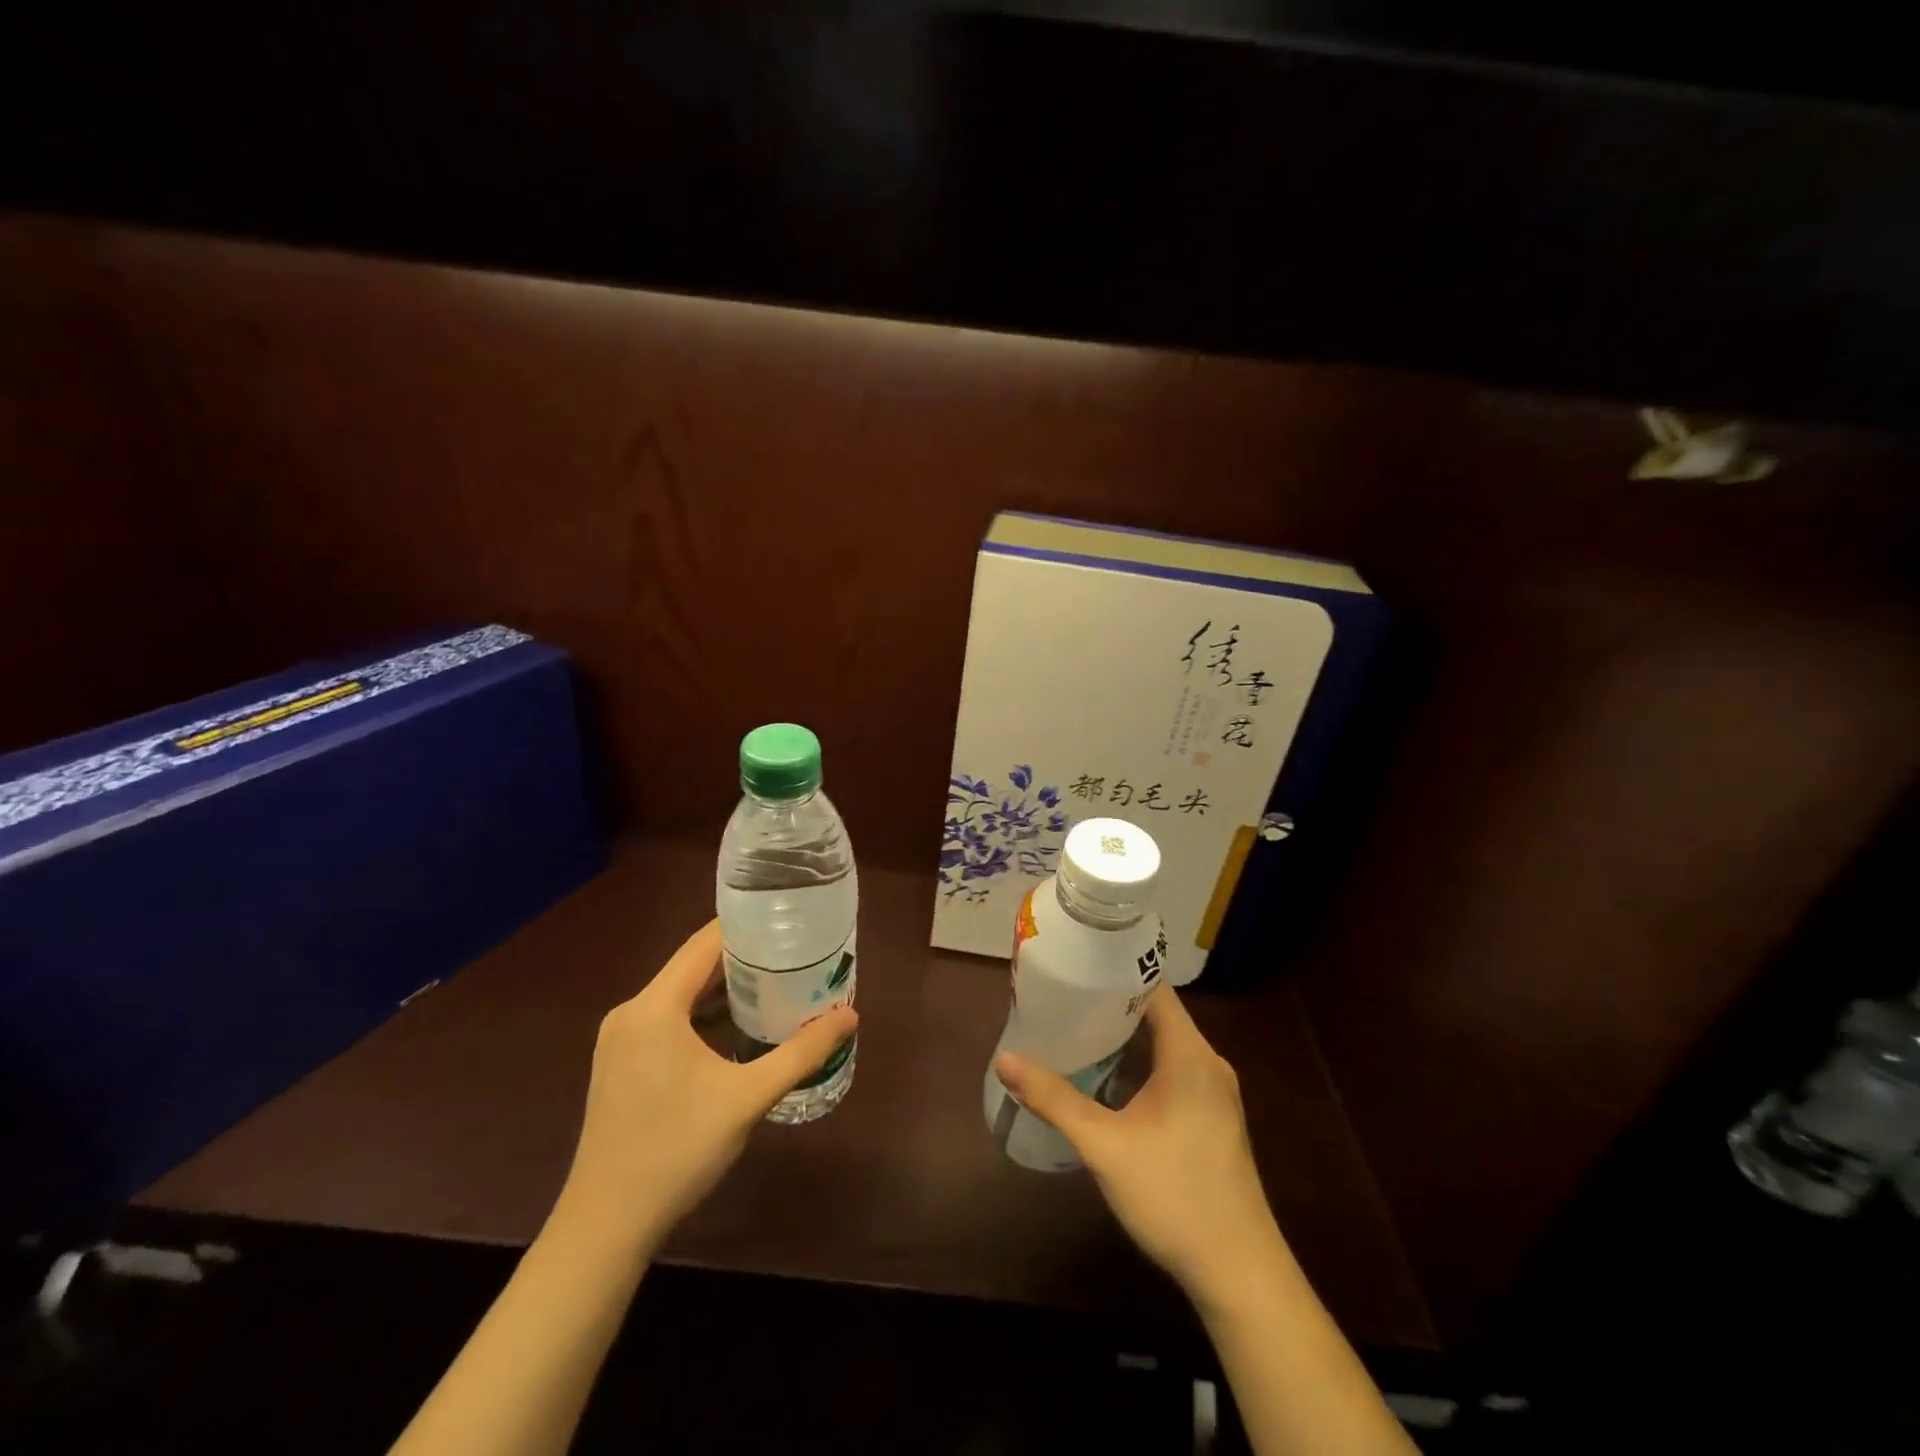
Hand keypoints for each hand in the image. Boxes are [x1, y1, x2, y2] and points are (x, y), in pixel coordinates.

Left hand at [555, 919, 857, 1255]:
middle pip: (693, 966)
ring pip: (681, 995)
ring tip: (777, 985)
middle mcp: (631, 1011)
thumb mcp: (748, 1098)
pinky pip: (668, 1020)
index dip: (747, 927)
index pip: (705, 943)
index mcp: (654, 1007)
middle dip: (744, 959)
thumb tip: (849, 1016)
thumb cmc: (676, 1152)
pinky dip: (703, 1016)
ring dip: (724, 989)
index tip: (789, 921)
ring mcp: (620, 1039)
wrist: (604, 1227)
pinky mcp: (620, 1063)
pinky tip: (739, 1029)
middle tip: (795, 955)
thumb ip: (801, 1052)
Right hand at [994, 987, 1282, 1306]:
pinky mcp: (1212, 1114)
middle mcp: (1207, 1061)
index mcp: (1190, 1054)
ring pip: (1164, 1041)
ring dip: (1124, 1032)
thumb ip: (1054, 1099)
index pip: (1154, 986)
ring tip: (1075, 1025)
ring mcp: (1214, 1089)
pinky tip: (1107, 1073)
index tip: (1074, 963)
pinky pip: (1172, 1066)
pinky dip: (1140, 1058)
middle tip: (1062, 995)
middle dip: (1110, 1001)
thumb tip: (1005, 1060)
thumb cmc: (1174, 1197)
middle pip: (1157, 1011)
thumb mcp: (1104, 1146)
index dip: (1114, 969)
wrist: (1239, 1273)